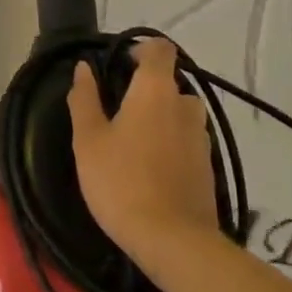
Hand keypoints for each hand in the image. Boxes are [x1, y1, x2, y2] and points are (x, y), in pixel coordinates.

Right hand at [68, 37, 219, 263]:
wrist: (173, 241)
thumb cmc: (121, 181)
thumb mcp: (88, 140)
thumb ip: (84, 99)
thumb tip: (83, 68)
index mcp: (155, 90)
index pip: (159, 49)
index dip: (140, 50)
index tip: (118, 66)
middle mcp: (185, 106)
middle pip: (168, 83)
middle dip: (145, 91)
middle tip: (116, 113)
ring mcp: (201, 137)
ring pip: (179, 113)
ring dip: (159, 118)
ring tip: (132, 143)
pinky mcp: (208, 166)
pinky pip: (186, 140)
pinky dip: (170, 143)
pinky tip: (150, 168)